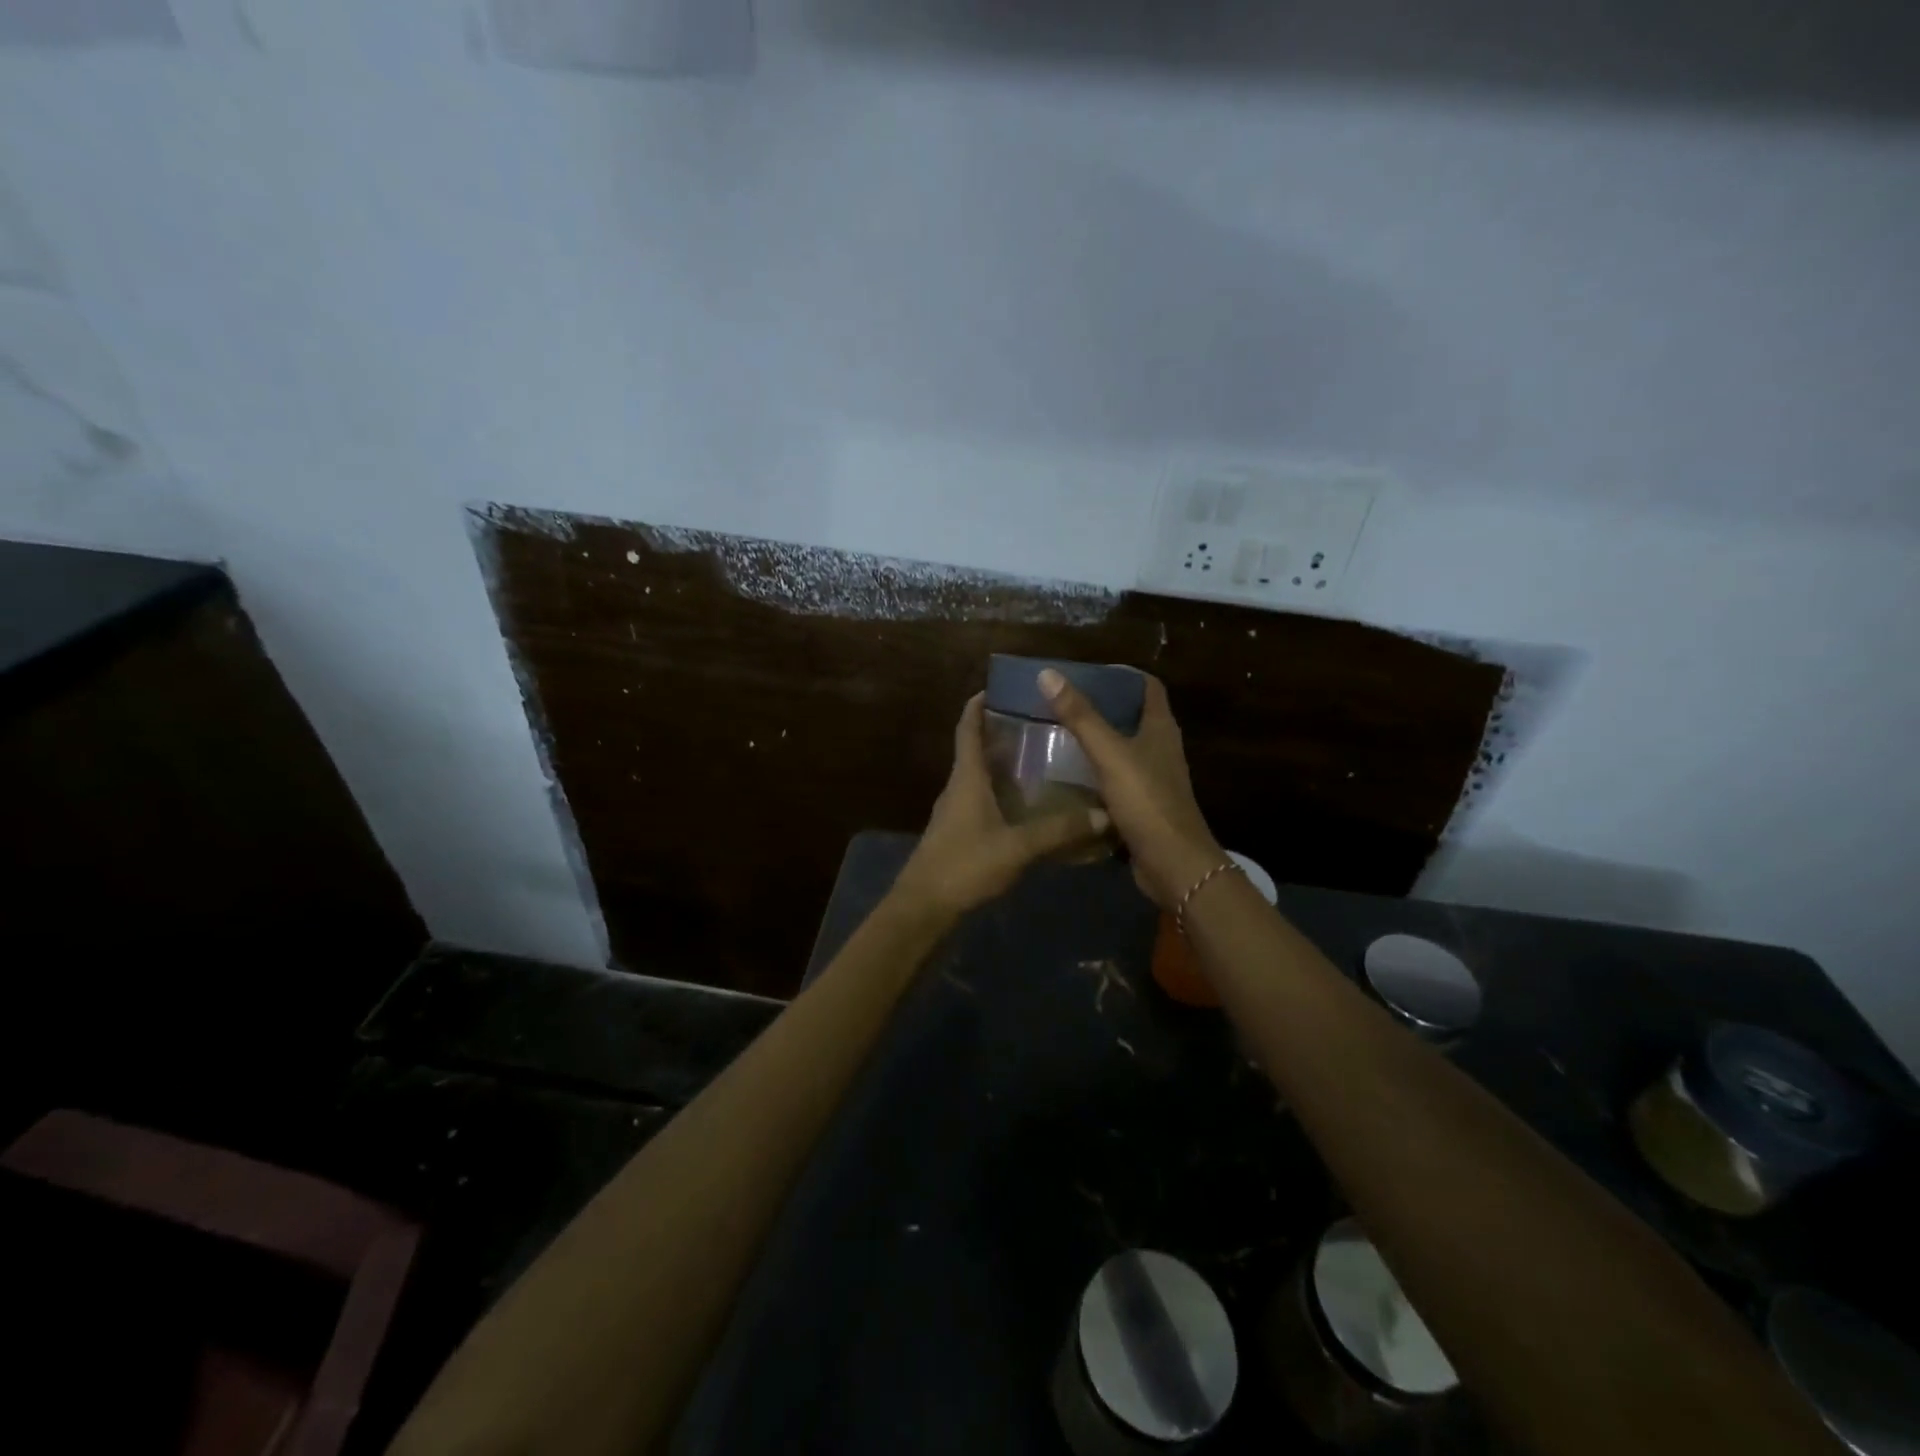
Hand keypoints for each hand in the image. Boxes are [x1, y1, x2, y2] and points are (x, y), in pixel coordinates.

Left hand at [893, 693, 1110, 917]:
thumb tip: (1104, 815)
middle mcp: (958, 787)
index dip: (978, 705)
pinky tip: (1029, 805)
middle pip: (976, 749)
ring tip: (1041, 758)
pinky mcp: (959, 834)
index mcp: (966, 778)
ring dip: (1003, 764)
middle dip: (1001, 732)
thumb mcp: (1017, 847)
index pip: (967, 729)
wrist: (924, 908)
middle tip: (1039, 722)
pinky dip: (1003, 794)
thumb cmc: (964, 865)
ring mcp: (956, 812)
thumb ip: (1059, 831)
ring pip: (980, 777)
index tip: (998, 686)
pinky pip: (983, 802)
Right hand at [1037, 668, 1224, 909]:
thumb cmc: (1147, 801)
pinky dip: (1095, 774)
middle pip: (1132, 716)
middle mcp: (1160, 749)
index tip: (1087, 672)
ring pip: (1122, 749)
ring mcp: (1153, 779)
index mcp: (1160, 728)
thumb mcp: (1110, 754)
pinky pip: (1115, 780)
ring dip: (1096, 741)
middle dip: (1101, 706)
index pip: (1147, 686)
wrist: (1173, 864)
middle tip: (1062, 702)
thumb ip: (1080, 716)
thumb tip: (1048, 674)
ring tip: (1057, 734)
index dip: (1121, 675)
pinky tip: (1067, 776)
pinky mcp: (1142, 806)